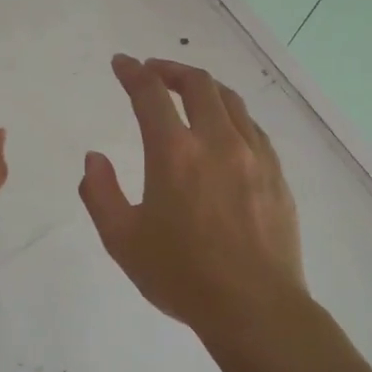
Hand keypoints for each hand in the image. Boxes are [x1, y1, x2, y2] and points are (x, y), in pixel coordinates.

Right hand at [79, 55, 307, 341]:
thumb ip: (100, 193)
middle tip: (153, 72)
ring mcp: (253, 155)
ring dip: (204, 87)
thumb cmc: (181, 276)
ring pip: (230, 100)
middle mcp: (217, 141)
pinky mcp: (276, 173)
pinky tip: (225, 129)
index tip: (121, 63)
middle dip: (170, 69)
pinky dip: (231, 115)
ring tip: (189, 92)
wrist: (254, 307)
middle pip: (197, 84)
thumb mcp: (122, 240)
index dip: (132, 72)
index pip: (150, 94)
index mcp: (175, 153)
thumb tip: (94, 159)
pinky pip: (252, 128)